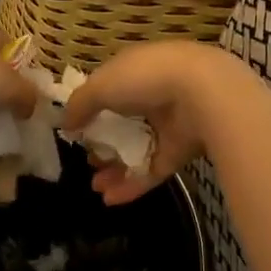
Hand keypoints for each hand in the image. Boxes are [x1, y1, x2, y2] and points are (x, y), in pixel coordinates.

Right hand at [61, 41, 248, 204]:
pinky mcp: (181, 151)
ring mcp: (169, 125)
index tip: (77, 131)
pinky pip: (152, 170)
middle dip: (103, 146)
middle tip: (88, 161)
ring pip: (137, 151)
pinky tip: (110, 199)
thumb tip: (66, 124)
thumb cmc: (146, 79)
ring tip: (96, 186)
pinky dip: (132, 185)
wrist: (204, 94)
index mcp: (135, 71)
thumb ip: (80, 104)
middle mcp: (153, 96)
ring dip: (115, 170)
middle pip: (123, 125)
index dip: (92, 110)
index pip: (110, 90)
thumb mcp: (101, 84)